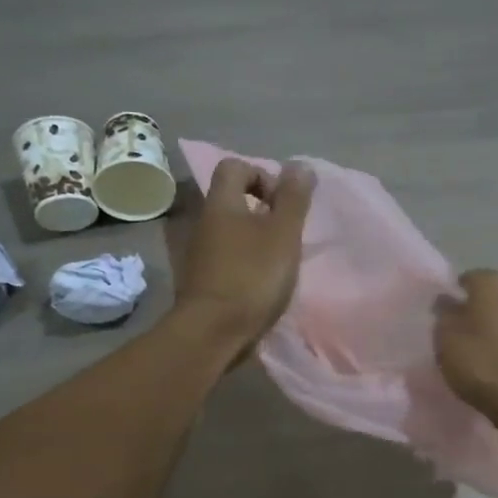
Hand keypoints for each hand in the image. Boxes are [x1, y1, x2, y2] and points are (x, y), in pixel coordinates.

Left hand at [177, 158, 314, 351]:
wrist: (212, 332)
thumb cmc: (252, 276)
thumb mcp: (283, 234)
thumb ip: (293, 198)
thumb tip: (299, 165)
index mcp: (221, 203)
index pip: (235, 166)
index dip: (262, 175)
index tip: (282, 204)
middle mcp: (204, 222)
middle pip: (233, 199)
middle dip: (263, 210)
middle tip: (286, 234)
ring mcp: (198, 252)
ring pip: (230, 230)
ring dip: (255, 239)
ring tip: (278, 261)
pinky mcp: (201, 279)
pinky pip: (226, 257)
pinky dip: (245, 262)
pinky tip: (261, 283)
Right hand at [434, 269, 497, 421]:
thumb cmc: (480, 361)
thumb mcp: (445, 336)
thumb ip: (444, 313)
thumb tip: (447, 301)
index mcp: (494, 281)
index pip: (466, 279)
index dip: (450, 297)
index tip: (438, 318)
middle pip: (486, 297)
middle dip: (471, 311)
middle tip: (452, 334)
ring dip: (488, 328)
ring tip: (470, 351)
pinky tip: (490, 363)